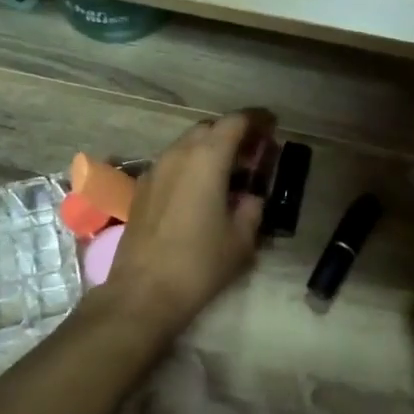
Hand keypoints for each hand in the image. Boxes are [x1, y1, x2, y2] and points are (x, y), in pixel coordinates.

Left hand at [100, 111, 275, 337]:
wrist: (143, 292)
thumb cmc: (200, 263)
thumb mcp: (241, 238)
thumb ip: (252, 207)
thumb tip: (250, 197)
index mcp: (206, 158)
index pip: (235, 122)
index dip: (257, 120)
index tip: (272, 126)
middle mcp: (177, 154)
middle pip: (209, 128)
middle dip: (232, 134)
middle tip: (253, 153)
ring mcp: (154, 170)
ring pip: (186, 145)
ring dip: (209, 150)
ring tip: (228, 172)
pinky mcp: (141, 189)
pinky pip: (171, 164)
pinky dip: (190, 166)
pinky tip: (200, 191)